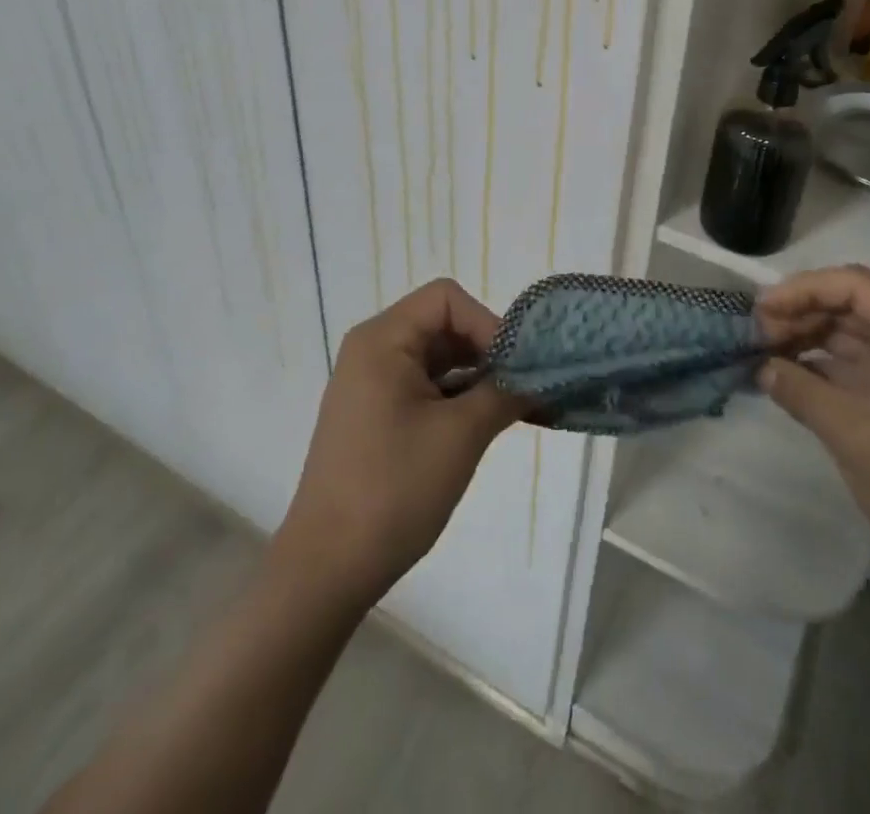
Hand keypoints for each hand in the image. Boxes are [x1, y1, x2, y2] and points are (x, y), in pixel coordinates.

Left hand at [273, 279, 526, 608]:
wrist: (327, 569)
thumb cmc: (393, 490)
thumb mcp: (461, 435)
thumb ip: (505, 392)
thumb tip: (542, 375)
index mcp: (383, 340)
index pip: (447, 299)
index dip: (487, 323)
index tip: (516, 366)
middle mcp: (373, 350)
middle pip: (443, 325)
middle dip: (488, 351)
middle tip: (526, 386)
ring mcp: (372, 383)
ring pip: (438, 358)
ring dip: (478, 376)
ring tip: (518, 407)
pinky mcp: (377, 414)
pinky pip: (426, 386)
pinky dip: (458, 397)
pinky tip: (489, 423)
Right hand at [755, 266, 869, 593]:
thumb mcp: (858, 439)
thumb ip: (803, 393)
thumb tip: (760, 366)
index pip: (854, 286)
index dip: (804, 289)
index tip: (761, 309)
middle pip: (849, 304)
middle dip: (800, 312)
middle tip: (753, 333)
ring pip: (847, 332)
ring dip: (805, 336)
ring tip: (760, 350)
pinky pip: (851, 364)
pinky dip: (817, 364)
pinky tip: (782, 374)